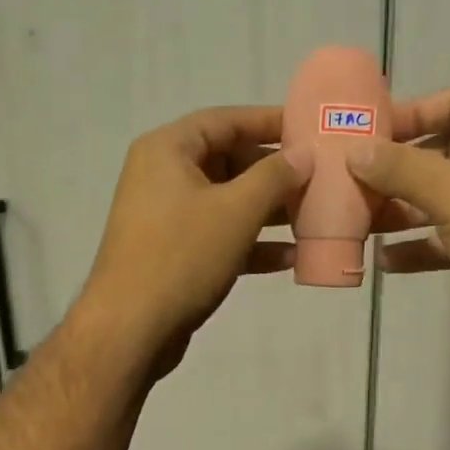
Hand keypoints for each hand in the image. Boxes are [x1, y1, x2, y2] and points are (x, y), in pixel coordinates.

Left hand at [77, 106, 310, 373]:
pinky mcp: (174, 255)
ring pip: (227, 203)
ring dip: (269, 212)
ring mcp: (167, 218)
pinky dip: (251, 244)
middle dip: (274, 173)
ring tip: (313, 217)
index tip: (309, 127)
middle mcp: (163, 177)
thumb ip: (274, 177)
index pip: (225, 120)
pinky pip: (219, 237)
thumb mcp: (236, 210)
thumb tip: (302, 154)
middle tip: (318, 178)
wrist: (131, 329)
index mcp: (168, 150)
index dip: (269, 122)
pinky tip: (291, 257)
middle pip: (228, 162)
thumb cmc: (182, 256)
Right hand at [347, 87, 449, 358]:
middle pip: (448, 150)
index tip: (367, 133)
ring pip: (447, 196)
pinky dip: (423, 244)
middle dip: (400, 168)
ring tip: (361, 220)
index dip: (411, 114)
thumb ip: (399, 168)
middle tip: (355, 178)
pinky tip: (386, 260)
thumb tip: (354, 150)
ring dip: (405, 208)